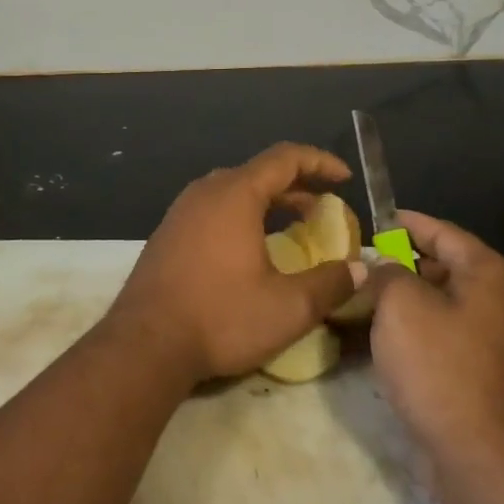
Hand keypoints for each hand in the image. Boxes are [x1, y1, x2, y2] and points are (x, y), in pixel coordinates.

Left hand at [109, 143, 358, 382]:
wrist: (144, 345)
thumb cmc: (220, 317)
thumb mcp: (288, 308)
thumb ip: (329, 284)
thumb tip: (359, 270)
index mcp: (235, 194)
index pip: (285, 158)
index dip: (320, 162)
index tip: (345, 178)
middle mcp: (206, 192)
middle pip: (258, 172)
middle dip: (297, 186)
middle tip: (324, 209)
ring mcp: (182, 211)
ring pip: (234, 191)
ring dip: (269, 202)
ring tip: (294, 226)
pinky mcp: (168, 234)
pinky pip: (213, 209)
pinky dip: (242, 216)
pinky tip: (251, 248)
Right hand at [368, 210, 503, 457]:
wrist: (479, 455)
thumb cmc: (439, 364)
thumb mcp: (399, 303)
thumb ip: (386, 271)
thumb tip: (382, 267)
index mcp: (489, 272)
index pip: (442, 231)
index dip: (404, 223)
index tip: (373, 220)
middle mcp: (503, 299)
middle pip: (446, 266)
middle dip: (402, 263)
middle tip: (363, 263)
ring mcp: (500, 339)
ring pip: (445, 303)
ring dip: (408, 299)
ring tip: (367, 299)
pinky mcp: (489, 373)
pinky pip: (449, 335)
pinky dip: (420, 329)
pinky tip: (387, 338)